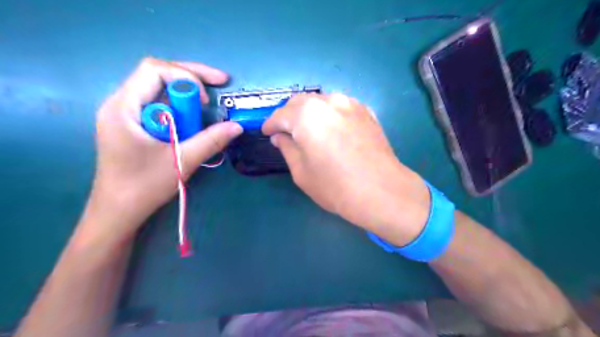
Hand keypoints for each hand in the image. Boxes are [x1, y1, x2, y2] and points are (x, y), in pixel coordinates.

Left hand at [80, 57, 241, 242]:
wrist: (118, 212)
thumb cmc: (144, 187)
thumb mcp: (182, 161)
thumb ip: (211, 141)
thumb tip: (237, 126)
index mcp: (123, 107)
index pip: (154, 70)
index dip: (186, 77)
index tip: (207, 101)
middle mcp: (121, 104)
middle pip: (158, 74)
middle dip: (192, 76)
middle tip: (221, 81)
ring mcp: (126, 114)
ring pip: (160, 90)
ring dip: (186, 93)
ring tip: (209, 104)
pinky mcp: (134, 125)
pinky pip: (160, 105)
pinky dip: (180, 108)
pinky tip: (193, 119)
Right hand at [263, 93, 431, 245]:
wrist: (381, 191)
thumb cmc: (335, 186)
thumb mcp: (301, 171)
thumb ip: (287, 148)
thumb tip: (280, 137)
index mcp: (306, 115)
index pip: (280, 115)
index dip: (270, 125)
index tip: (267, 134)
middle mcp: (327, 101)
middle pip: (300, 102)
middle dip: (288, 115)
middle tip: (286, 132)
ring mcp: (350, 104)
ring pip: (321, 101)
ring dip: (309, 112)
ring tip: (308, 129)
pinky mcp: (366, 111)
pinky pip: (340, 106)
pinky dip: (329, 114)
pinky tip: (331, 128)